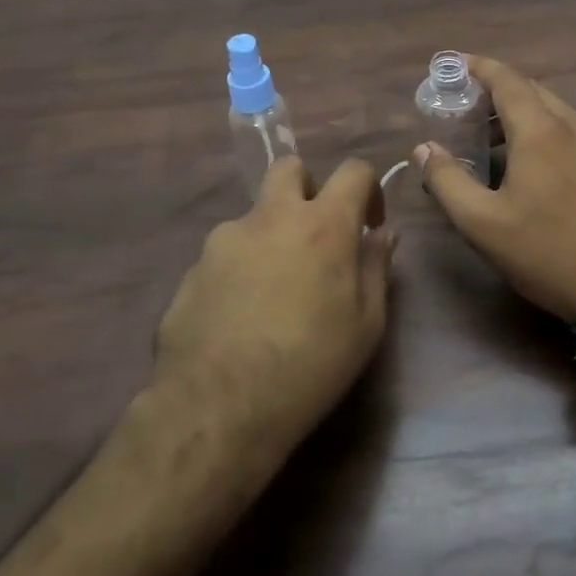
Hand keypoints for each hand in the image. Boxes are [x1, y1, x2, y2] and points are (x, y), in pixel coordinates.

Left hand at [154, 157, 394, 461]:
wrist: (219, 407)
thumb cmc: (310, 365)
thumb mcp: (366, 325)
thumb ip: (376, 268)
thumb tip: (382, 234)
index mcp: (322, 225)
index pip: (353, 171)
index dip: (368, 189)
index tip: (369, 224)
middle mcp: (271, 217)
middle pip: (290, 168)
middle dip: (309, 188)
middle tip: (316, 234)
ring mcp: (224, 239)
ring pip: (254, 216)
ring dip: (271, 236)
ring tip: (273, 293)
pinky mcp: (193, 268)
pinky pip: (225, 254)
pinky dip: (239, 270)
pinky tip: (239, 317)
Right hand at [412, 56, 575, 322]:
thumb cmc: (544, 250)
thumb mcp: (481, 223)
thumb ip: (446, 180)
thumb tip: (423, 149)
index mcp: (539, 131)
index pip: (505, 79)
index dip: (477, 67)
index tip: (452, 64)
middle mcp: (572, 125)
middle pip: (529, 90)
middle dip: (494, 90)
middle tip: (463, 107)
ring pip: (552, 109)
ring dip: (518, 111)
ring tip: (489, 136)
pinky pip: (569, 129)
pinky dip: (541, 128)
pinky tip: (528, 160)